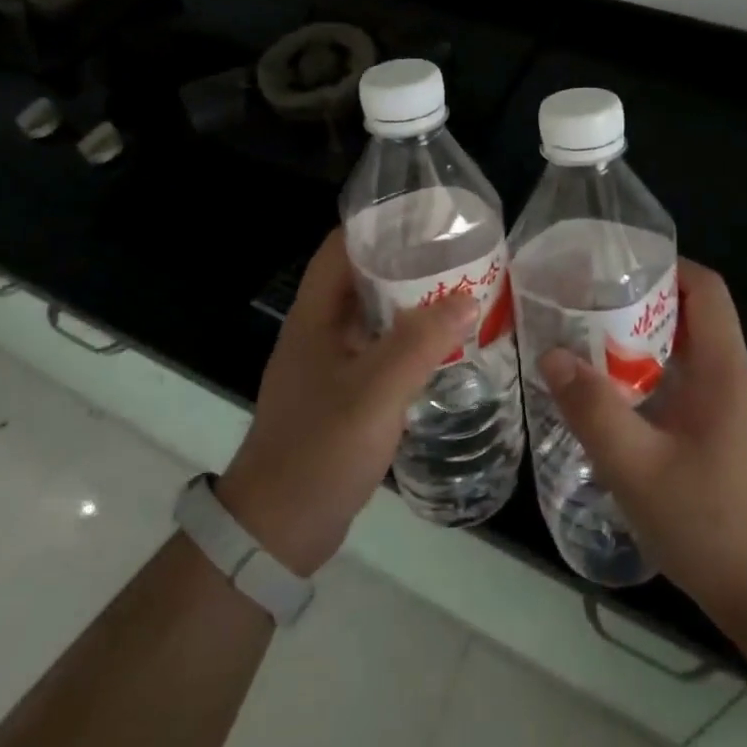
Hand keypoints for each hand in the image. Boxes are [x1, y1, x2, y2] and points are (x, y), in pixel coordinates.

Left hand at [217, 229, 476, 577]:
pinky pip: (380, 351)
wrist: (278, 530)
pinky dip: (409, 341)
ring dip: (411, 303)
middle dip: (407, 262)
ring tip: (461, 292)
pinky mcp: (343, 394)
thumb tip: (468, 296)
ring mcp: (330, 364)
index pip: (341, 247)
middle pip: (363, 278)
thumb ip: (420, 342)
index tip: (426, 217)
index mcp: (315, 316)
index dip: (379, 224)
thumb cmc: (320, 449)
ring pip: (374, 316)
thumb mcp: (374, 392)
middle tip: (459, 254)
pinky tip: (444, 347)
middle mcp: (320, 331)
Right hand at [537, 259, 746, 627]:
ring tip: (585, 337)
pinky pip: (682, 381)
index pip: (706, 287)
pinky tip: (609, 393)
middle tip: (583, 300)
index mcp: (722, 368)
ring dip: (639, 338)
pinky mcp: (720, 432)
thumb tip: (551, 354)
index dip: (665, 264)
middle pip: (690, 312)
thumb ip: (593, 410)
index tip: (614, 265)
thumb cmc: (711, 525)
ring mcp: (728, 406)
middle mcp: (730, 375)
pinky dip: (647, 373)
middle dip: (639, 298)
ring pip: (683, 349)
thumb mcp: (638, 468)